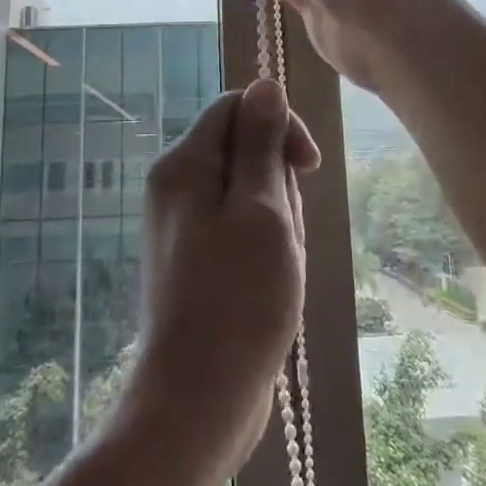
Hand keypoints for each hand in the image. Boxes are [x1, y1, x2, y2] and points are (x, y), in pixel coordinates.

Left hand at [131, 80, 320, 476]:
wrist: (197, 401)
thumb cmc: (238, 300)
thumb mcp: (262, 210)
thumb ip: (261, 142)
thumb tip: (264, 84)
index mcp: (184, 165)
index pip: (237, 106)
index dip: (279, 126)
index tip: (308, 168)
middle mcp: (176, 186)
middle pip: (245, 151)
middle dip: (279, 186)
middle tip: (284, 238)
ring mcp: (184, 226)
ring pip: (251, 194)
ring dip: (278, 224)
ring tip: (278, 270)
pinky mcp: (196, 259)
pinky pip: (241, 230)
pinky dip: (266, 249)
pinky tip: (272, 288)